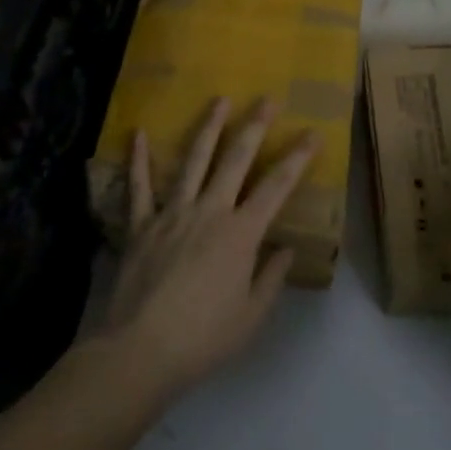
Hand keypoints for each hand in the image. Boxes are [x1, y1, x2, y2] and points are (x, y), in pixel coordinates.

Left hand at [97, 97, 319, 395]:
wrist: (140, 350)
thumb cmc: (203, 338)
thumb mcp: (251, 316)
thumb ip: (270, 278)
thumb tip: (284, 249)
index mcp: (240, 234)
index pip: (276, 187)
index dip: (297, 158)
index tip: (312, 133)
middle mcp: (209, 212)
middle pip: (235, 160)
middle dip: (254, 126)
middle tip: (267, 99)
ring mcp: (172, 213)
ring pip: (193, 161)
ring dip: (208, 128)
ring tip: (219, 100)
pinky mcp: (140, 225)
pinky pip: (138, 186)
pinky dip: (139, 159)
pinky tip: (139, 133)